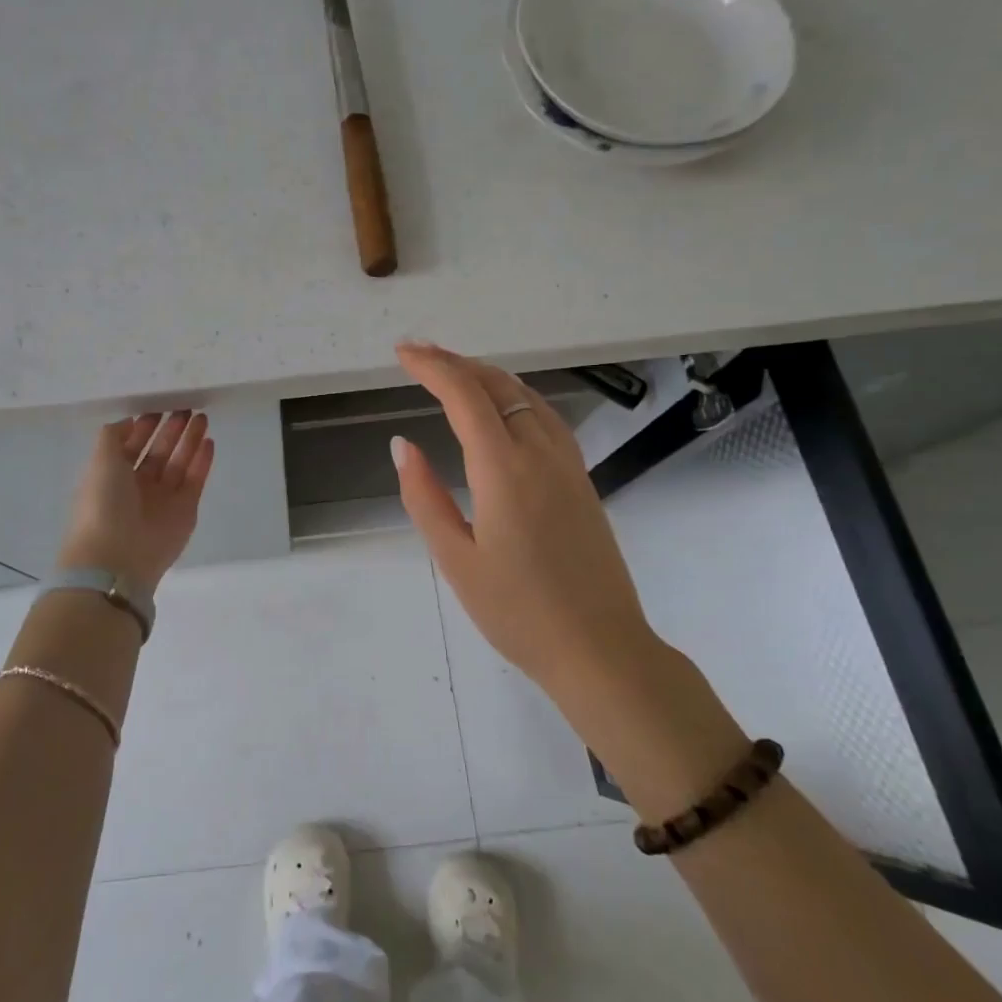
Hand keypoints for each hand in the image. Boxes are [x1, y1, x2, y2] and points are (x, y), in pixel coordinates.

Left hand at [58, 412, 214, 592]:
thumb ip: (113, 436)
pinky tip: (209, 441)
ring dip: (190, 441)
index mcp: (113, 476)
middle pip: (158, 452)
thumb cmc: (103, 503)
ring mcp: (163, 499)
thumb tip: (130, 421)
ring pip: (179, 463)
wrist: (118, 556)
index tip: (159, 407)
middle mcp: (138, 486)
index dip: (144, 427)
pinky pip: (195, 480)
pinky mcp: (186, 510)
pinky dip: (202, 462)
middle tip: (186, 408)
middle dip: (171, 431)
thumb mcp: (100, 460)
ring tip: (202, 418)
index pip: (132, 446)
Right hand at [391, 342, 655, 695]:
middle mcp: (540, 453)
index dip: (432, 367)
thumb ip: (424, 496)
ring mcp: (568, 463)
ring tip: (452, 371)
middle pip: (497, 385)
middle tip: (418, 354)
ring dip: (486, 375)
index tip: (402, 354)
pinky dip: (514, 395)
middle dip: (455, 363)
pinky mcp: (581, 479)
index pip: (465, 396)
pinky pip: (545, 416)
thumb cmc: (517, 612)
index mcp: (504, 469)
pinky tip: (502, 407)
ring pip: (526, 396)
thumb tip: (402, 445)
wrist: (600, 648)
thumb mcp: (455, 559)